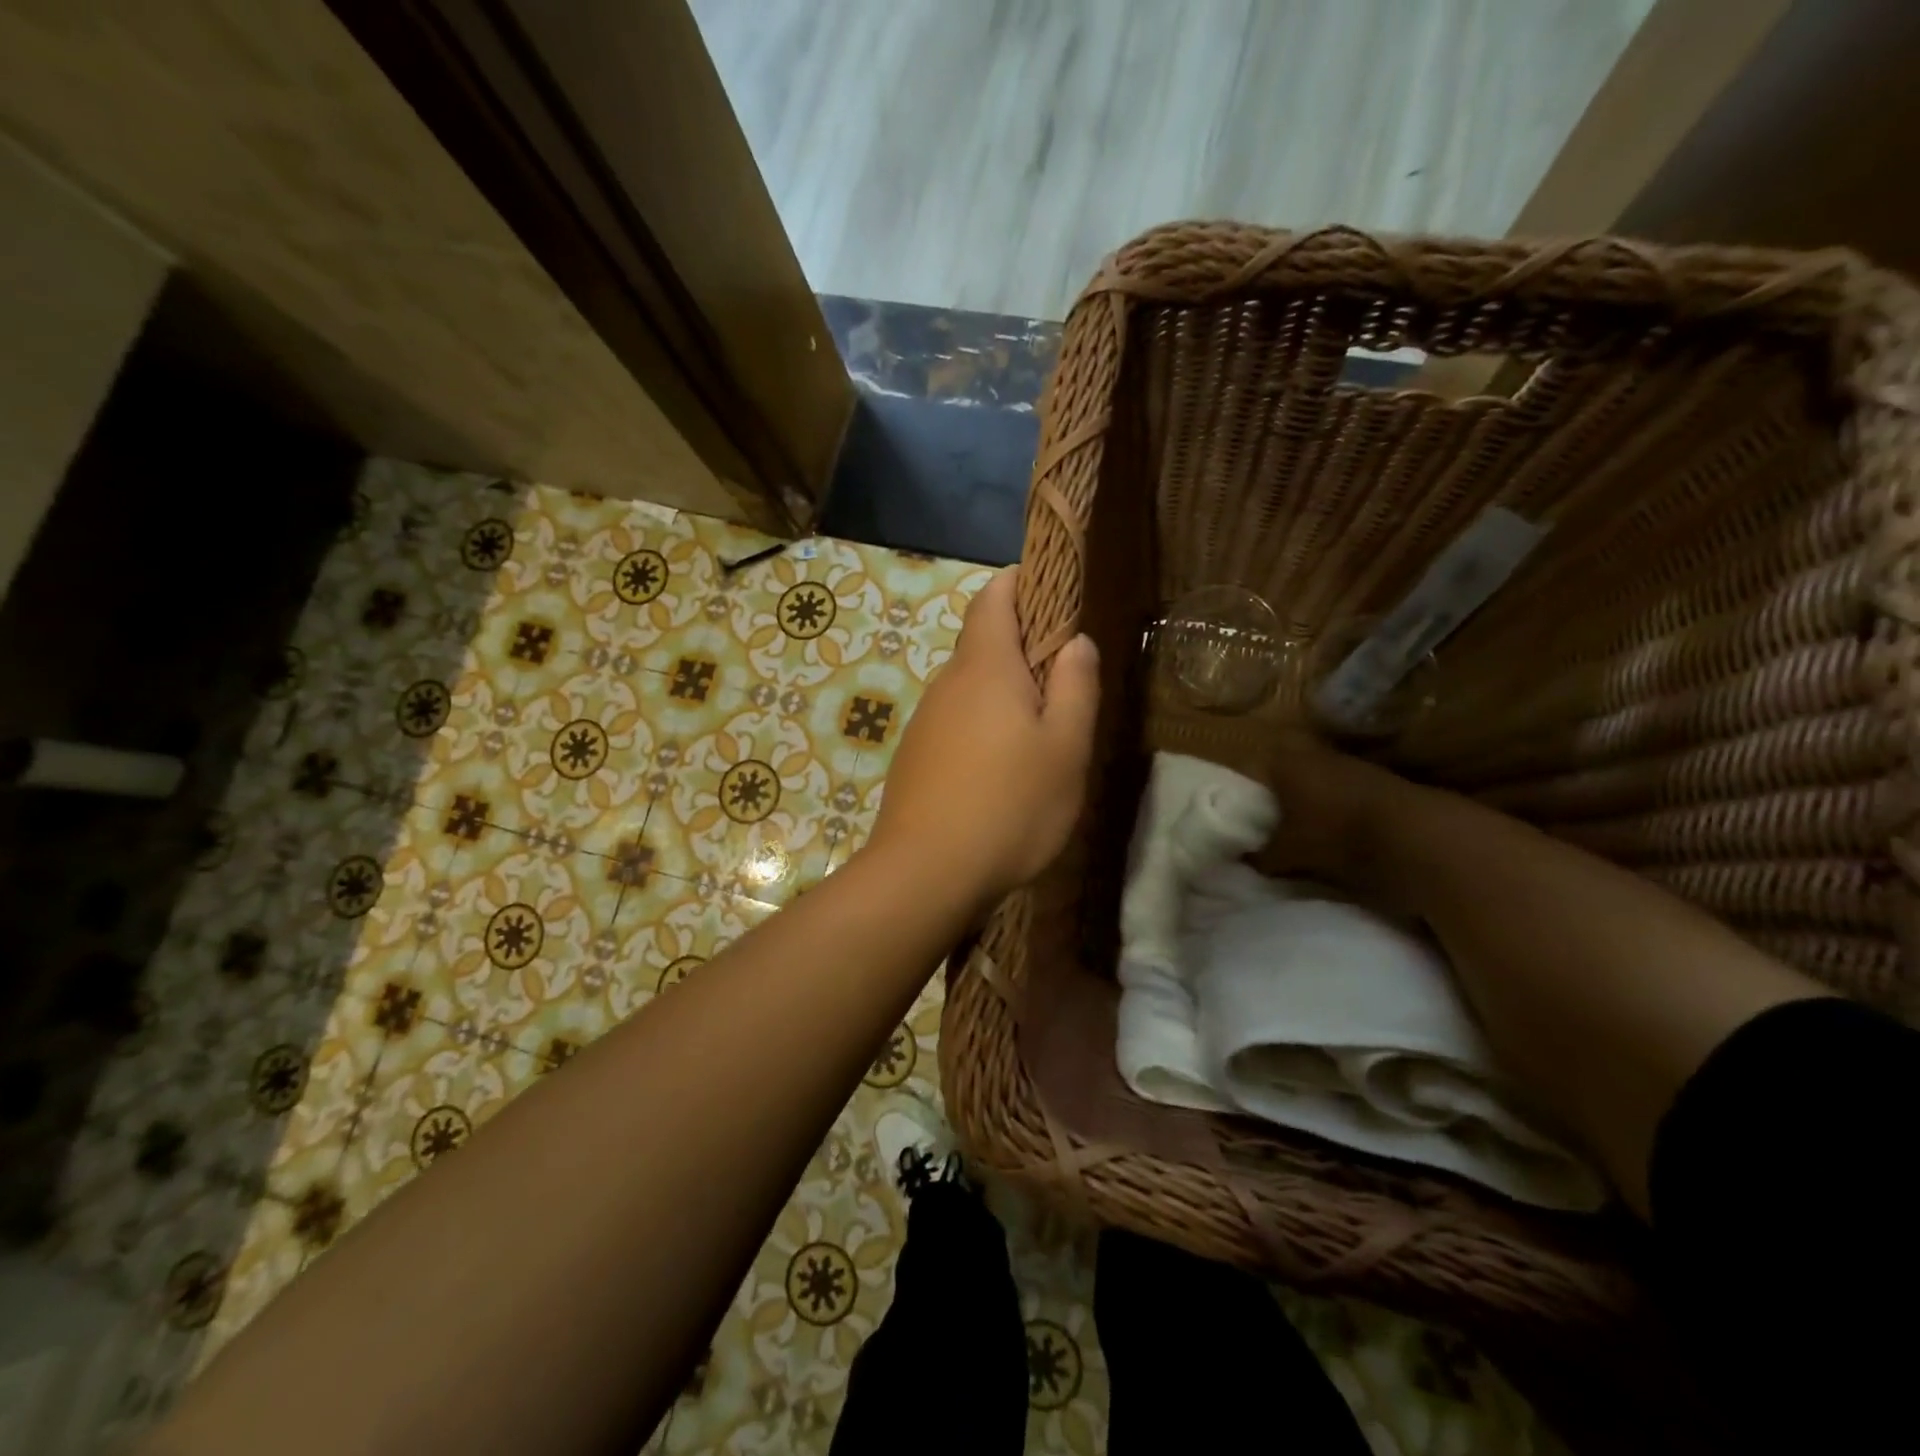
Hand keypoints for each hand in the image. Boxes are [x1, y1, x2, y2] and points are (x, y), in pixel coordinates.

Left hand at [865, 568, 1099, 912]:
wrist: (924, 874)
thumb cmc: (1009, 806)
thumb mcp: (1065, 748)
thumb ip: (1076, 687)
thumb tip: (1075, 641)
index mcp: (985, 667)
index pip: (994, 597)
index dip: (1021, 583)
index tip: (1053, 595)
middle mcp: (948, 683)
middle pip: (982, 641)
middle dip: (1022, 647)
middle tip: (1064, 683)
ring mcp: (926, 720)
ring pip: (970, 687)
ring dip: (1003, 694)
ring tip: (1039, 736)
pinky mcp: (916, 756)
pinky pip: (955, 722)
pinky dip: (982, 727)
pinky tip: (1000, 771)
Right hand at [1256, 736, 1432, 899]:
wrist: (1411, 834)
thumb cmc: (1332, 834)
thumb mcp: (1286, 853)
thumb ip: (1261, 855)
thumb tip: (1245, 860)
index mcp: (1284, 762)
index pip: (1253, 768)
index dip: (1247, 791)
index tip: (1245, 814)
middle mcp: (1314, 753)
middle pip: (1287, 773)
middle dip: (1282, 797)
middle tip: (1274, 826)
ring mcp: (1351, 764)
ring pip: (1318, 782)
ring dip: (1313, 804)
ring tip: (1308, 834)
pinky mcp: (1380, 780)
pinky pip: (1346, 793)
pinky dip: (1340, 810)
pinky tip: (1340, 835)